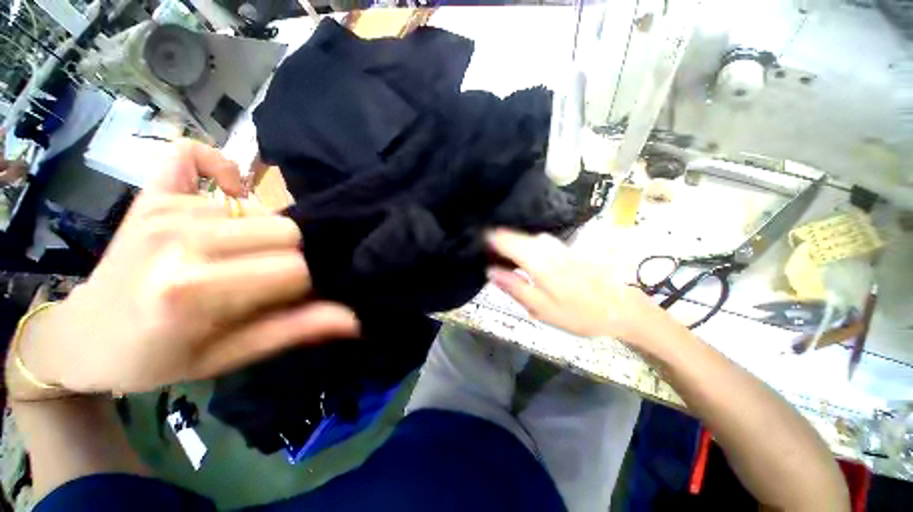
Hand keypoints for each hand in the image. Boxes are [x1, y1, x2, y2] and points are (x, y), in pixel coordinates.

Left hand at [13, 140, 358, 397]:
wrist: (92, 332)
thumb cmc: (152, 361)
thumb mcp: (217, 362)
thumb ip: (280, 333)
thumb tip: (349, 318)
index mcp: (192, 293)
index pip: (289, 270)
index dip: (299, 289)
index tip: (283, 304)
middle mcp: (179, 237)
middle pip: (278, 228)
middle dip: (281, 260)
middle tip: (253, 286)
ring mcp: (164, 205)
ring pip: (250, 206)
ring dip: (249, 235)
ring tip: (223, 262)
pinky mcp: (152, 189)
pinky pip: (200, 155)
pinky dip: (220, 176)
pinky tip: (217, 197)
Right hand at [486, 229, 657, 341]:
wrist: (620, 307)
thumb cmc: (580, 313)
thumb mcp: (543, 309)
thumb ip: (515, 288)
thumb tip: (490, 271)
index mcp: (537, 258)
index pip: (503, 237)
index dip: (486, 239)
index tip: (473, 246)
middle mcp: (548, 245)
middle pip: (515, 236)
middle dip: (499, 244)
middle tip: (487, 261)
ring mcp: (560, 245)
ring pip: (529, 240)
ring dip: (515, 248)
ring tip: (506, 265)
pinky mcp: (570, 250)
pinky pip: (541, 245)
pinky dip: (530, 251)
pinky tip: (530, 267)